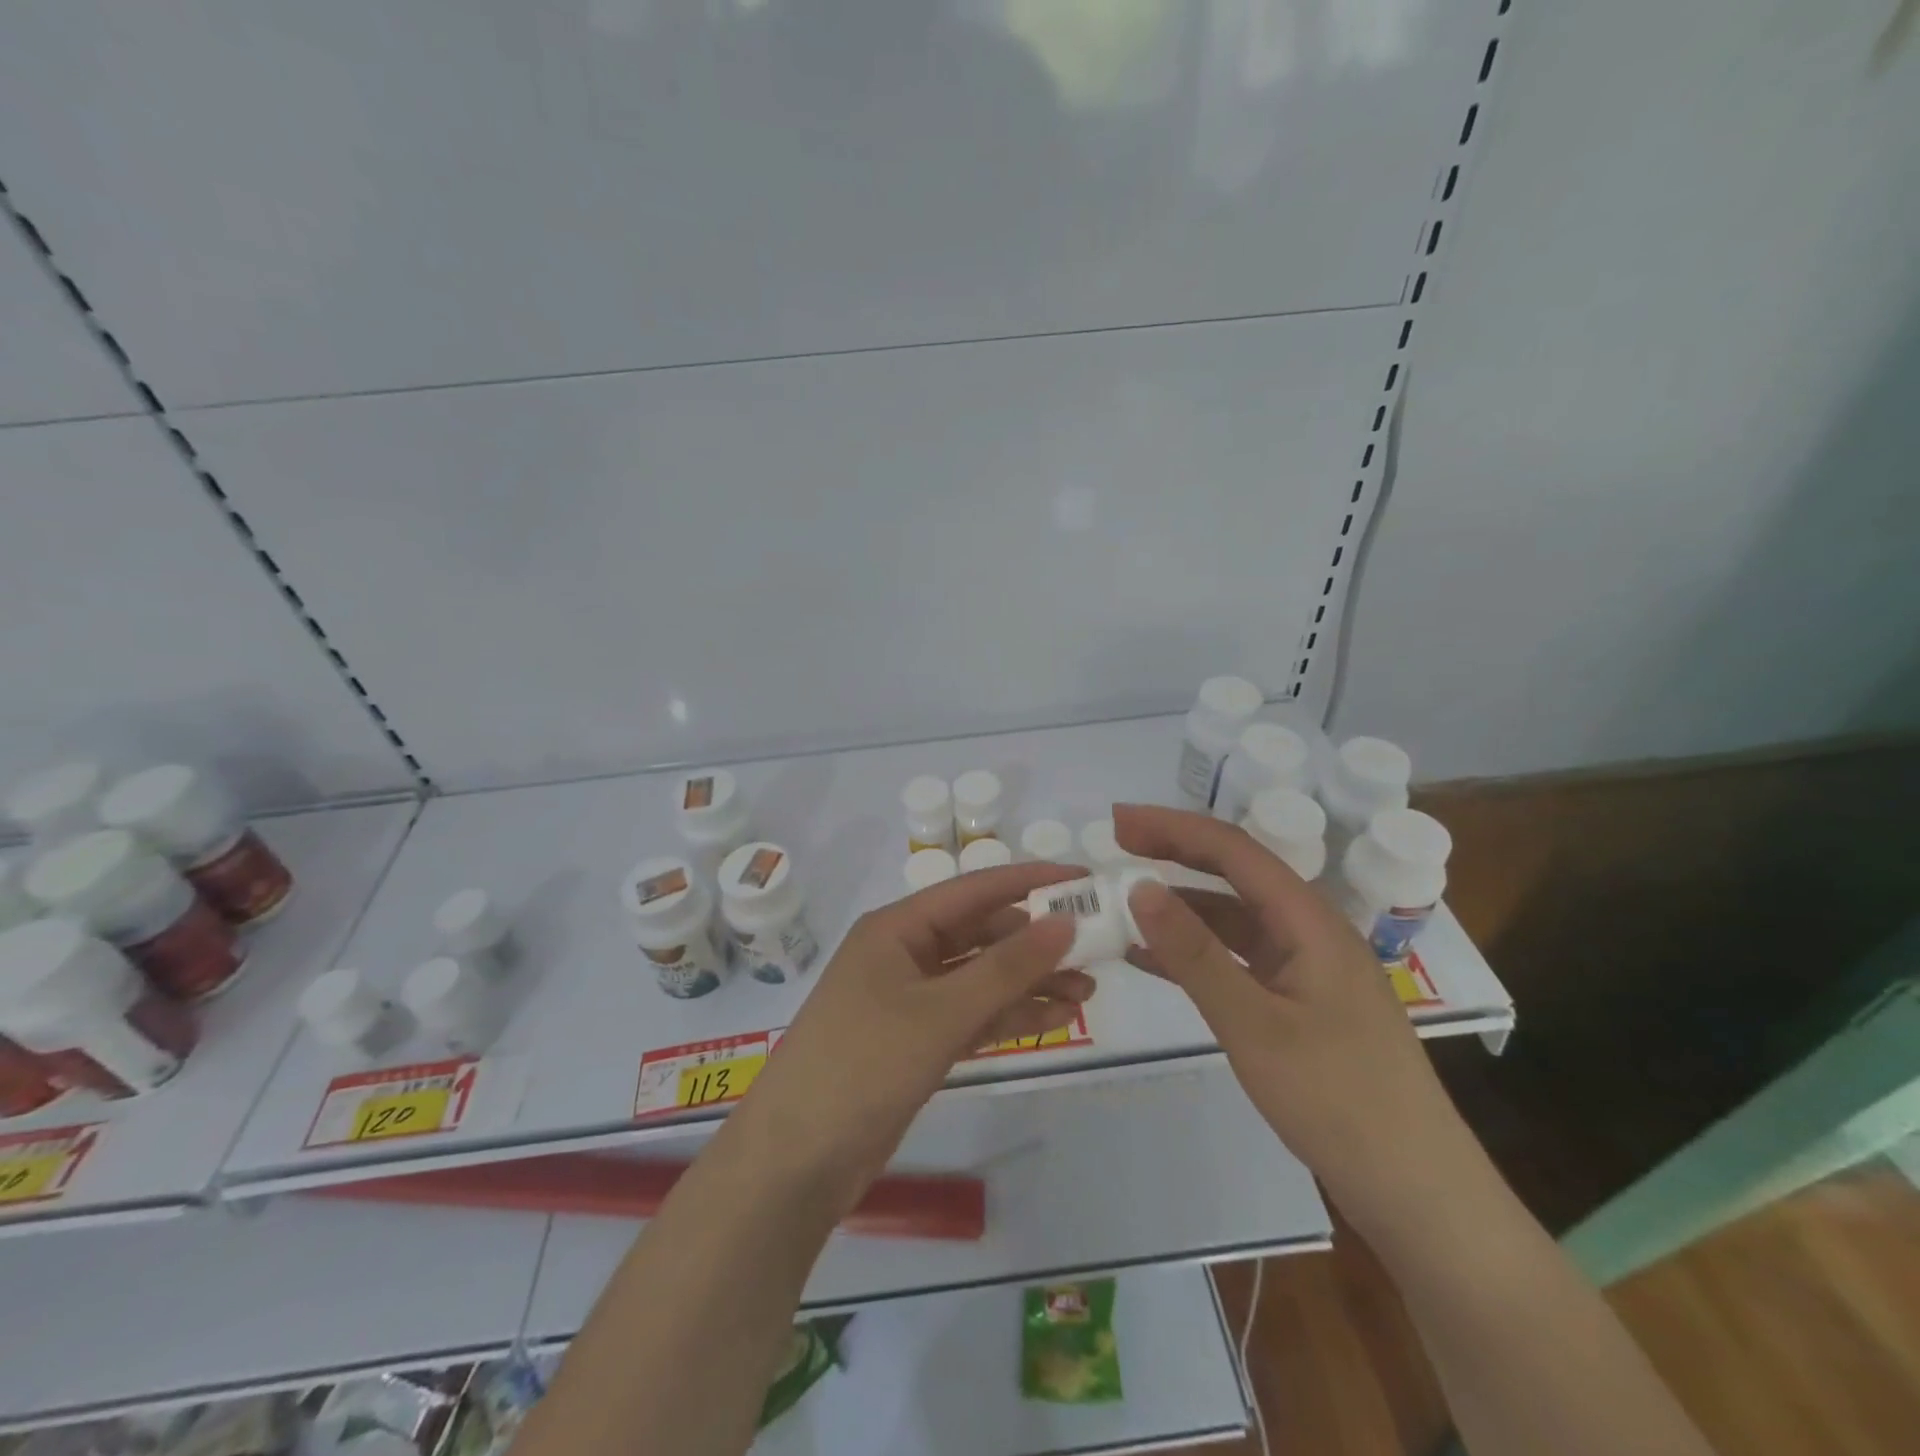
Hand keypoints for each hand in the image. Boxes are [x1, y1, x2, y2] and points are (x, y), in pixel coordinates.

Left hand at [740, 862, 1083, 1190]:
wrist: (796, 1160)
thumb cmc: (863, 1064)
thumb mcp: (940, 1012)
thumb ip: (1006, 968)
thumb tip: (1064, 922)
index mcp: (897, 928)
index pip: (974, 890)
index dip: (1030, 882)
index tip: (1083, 881)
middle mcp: (904, 954)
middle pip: (980, 934)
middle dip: (1035, 941)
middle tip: (1094, 948)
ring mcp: (909, 1000)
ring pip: (980, 978)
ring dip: (1029, 982)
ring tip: (1087, 990)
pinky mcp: (916, 1041)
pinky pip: (972, 1015)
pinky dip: (1009, 1016)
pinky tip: (1055, 1019)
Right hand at [1114, 804, 1478, 1222]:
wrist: (1415, 1191)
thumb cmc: (1338, 1100)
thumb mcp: (1253, 1024)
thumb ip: (1194, 954)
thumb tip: (1139, 887)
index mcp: (1310, 922)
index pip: (1234, 851)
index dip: (1174, 828)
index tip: (1118, 822)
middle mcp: (1309, 932)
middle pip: (1235, 874)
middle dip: (1175, 853)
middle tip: (1117, 844)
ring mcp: (1304, 969)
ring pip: (1232, 918)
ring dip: (1180, 905)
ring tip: (1123, 900)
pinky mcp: (1297, 1003)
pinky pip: (1236, 960)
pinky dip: (1193, 952)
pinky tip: (1150, 957)